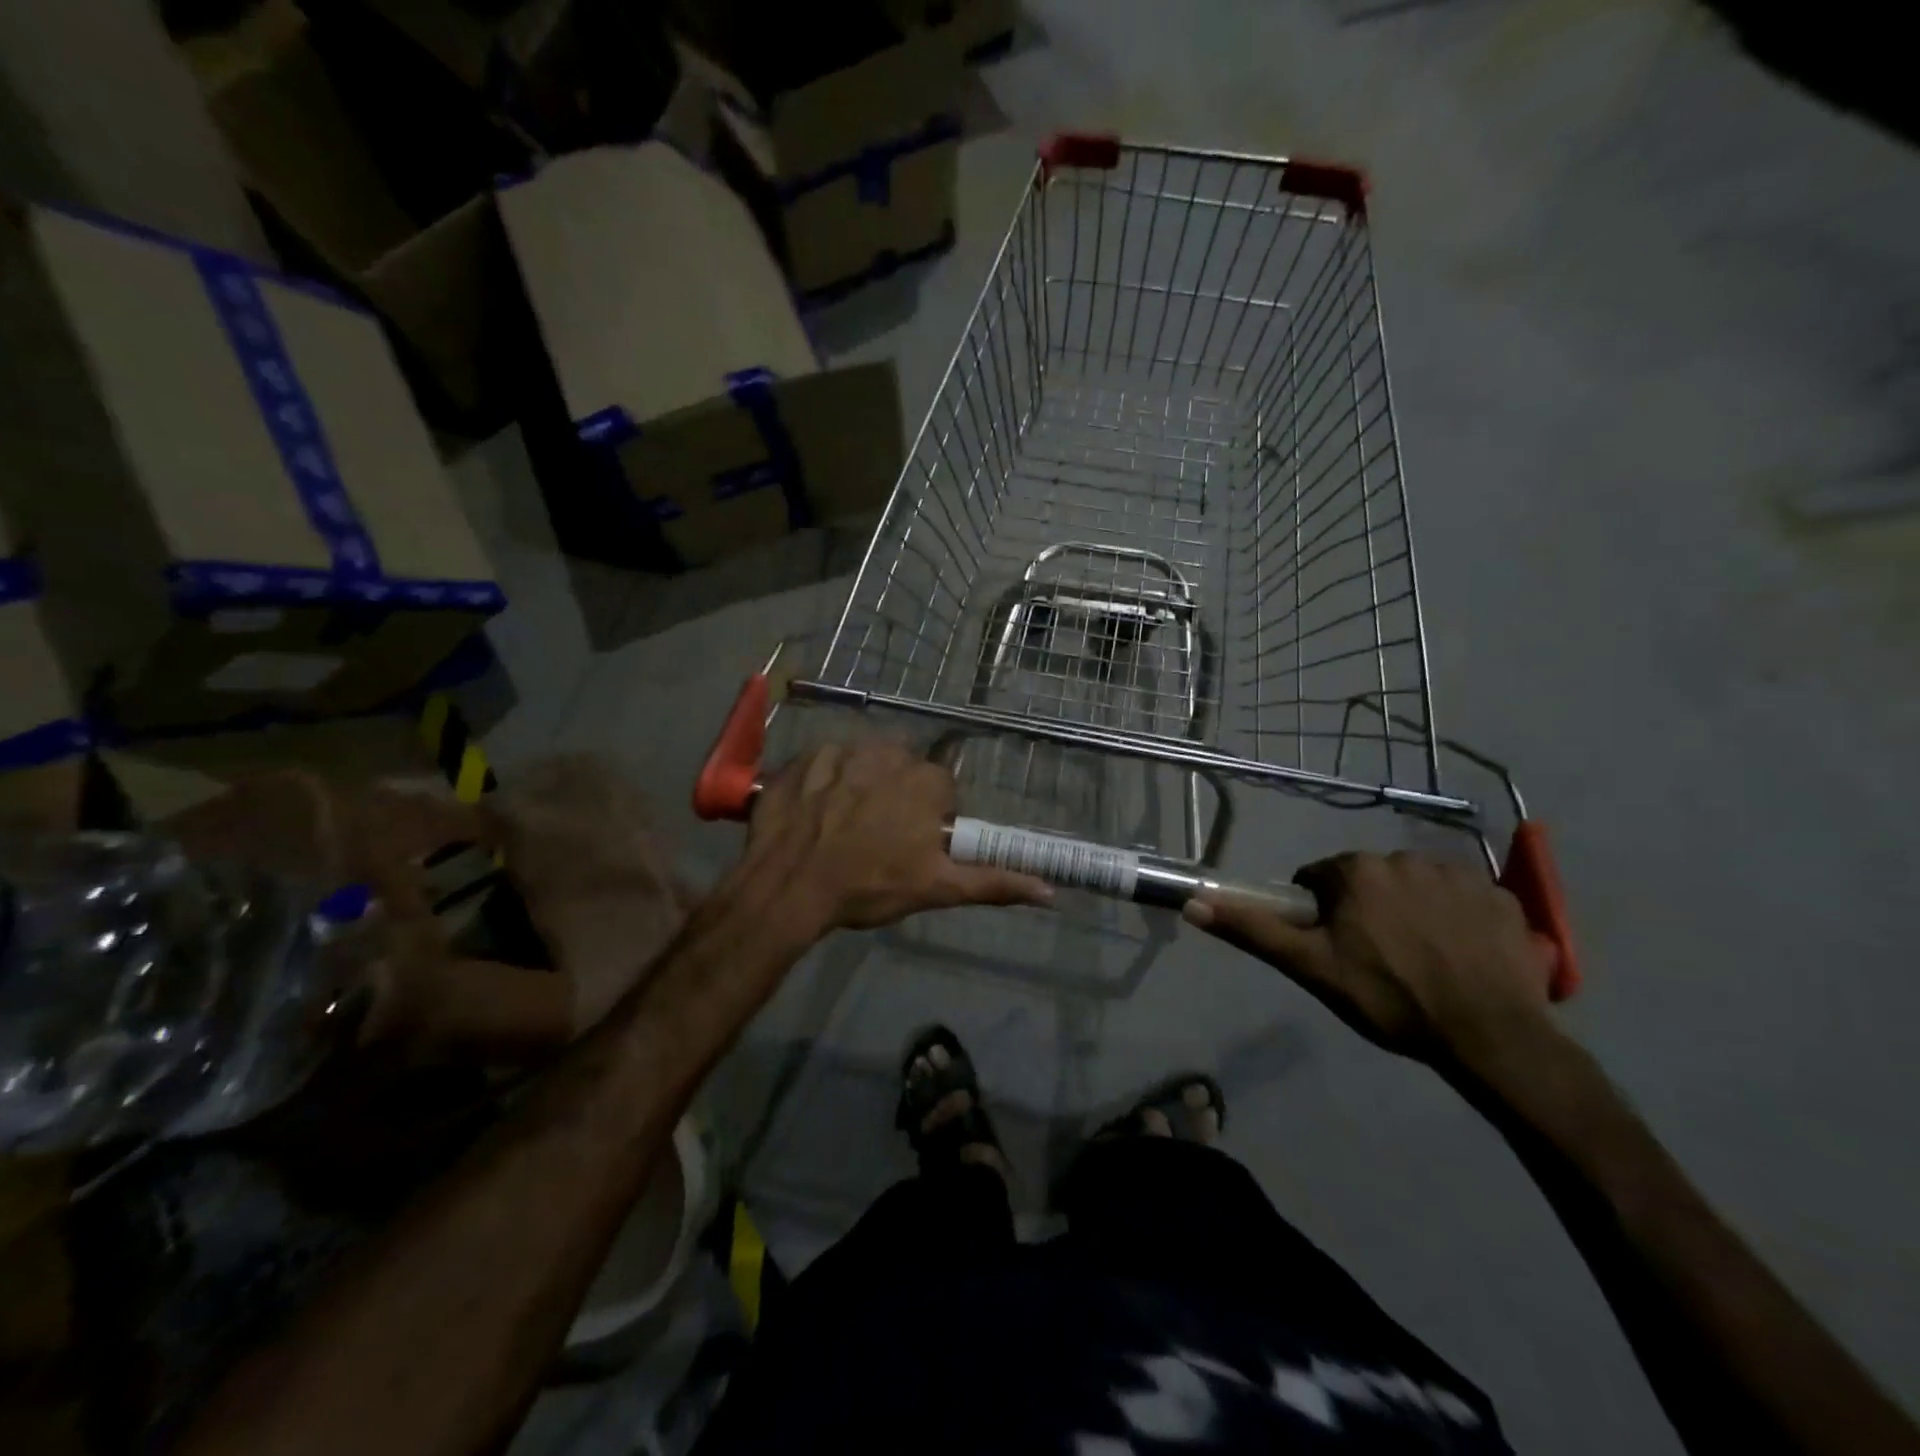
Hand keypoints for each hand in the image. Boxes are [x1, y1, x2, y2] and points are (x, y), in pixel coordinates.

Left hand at [744, 741, 1052, 930]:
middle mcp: (888, 753)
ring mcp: (841, 751)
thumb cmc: (870, 885)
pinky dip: (821, 782)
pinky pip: (822, 762)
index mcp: (926, 780)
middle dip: (894, 797)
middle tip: (875, 838)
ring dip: (858, 785)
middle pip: (901, 770)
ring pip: (862, 763)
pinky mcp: (803, 757)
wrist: (790, 886)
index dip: (927, 818)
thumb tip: (1051, 892)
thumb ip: (994, 882)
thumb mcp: (937, 888)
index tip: (908, 845)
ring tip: (841, 826)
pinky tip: (813, 813)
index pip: (939, 789)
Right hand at [1185, 852, 1553, 1065]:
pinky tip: (1462, 954)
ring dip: (1411, 910)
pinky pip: (1464, 897)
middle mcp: (1404, 858)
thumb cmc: (1389, 999)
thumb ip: (1253, 930)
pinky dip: (1457, 918)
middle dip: (1367, 909)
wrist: (1489, 1036)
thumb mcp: (1310, 967)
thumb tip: (1193, 902)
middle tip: (1377, 959)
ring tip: (1422, 959)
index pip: (1321, 880)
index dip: (1321, 914)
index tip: (1335, 949)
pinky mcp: (1501, 896)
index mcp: (1356, 871)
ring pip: (1415, 886)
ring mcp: (1458, 874)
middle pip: (1369, 880)